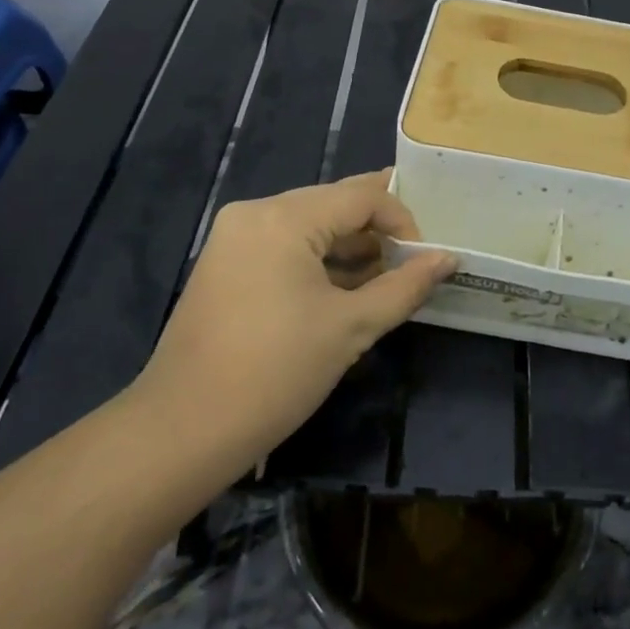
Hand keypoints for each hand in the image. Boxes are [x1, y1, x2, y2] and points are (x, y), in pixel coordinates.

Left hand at [127, 171, 455, 467]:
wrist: (180, 433)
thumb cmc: (275, 373)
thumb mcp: (351, 328)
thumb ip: (405, 286)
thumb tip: (448, 260)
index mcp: (284, 217)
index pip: (362, 195)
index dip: (402, 221)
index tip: (423, 260)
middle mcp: (255, 212)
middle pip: (334, 204)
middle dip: (376, 232)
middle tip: (410, 265)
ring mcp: (234, 237)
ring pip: (309, 225)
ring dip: (348, 248)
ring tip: (382, 281)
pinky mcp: (223, 264)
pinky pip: (283, 245)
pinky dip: (317, 261)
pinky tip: (342, 291)